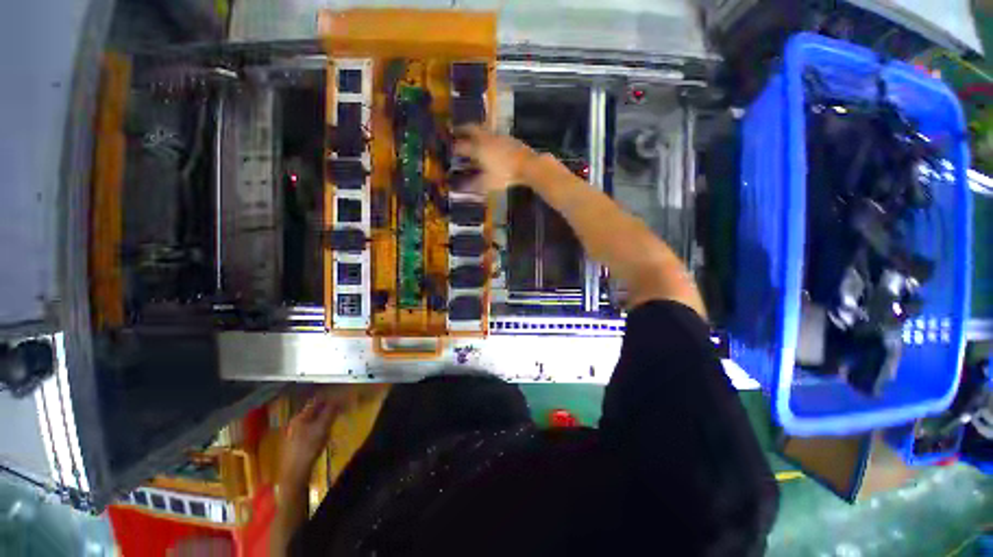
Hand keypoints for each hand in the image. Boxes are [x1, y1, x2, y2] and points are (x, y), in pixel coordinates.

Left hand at [279, 394, 340, 486]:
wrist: (295, 474)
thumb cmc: (308, 448)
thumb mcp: (322, 428)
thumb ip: (330, 411)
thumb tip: (338, 398)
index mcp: (300, 416)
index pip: (317, 401)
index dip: (330, 398)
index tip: (342, 398)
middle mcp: (296, 422)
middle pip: (314, 410)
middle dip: (328, 408)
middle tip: (341, 409)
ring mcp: (295, 433)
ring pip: (313, 420)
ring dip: (324, 418)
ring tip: (336, 420)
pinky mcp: (297, 443)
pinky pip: (311, 429)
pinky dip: (320, 427)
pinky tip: (326, 433)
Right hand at [453, 125, 537, 194]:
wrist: (528, 165)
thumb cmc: (506, 175)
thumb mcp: (488, 183)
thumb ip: (474, 184)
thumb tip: (462, 186)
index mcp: (478, 149)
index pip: (462, 146)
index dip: (455, 148)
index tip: (450, 148)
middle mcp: (486, 139)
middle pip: (471, 129)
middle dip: (462, 129)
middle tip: (456, 129)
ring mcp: (498, 136)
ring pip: (483, 129)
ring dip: (475, 130)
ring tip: (471, 133)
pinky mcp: (508, 138)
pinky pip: (494, 134)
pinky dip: (488, 136)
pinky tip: (490, 141)